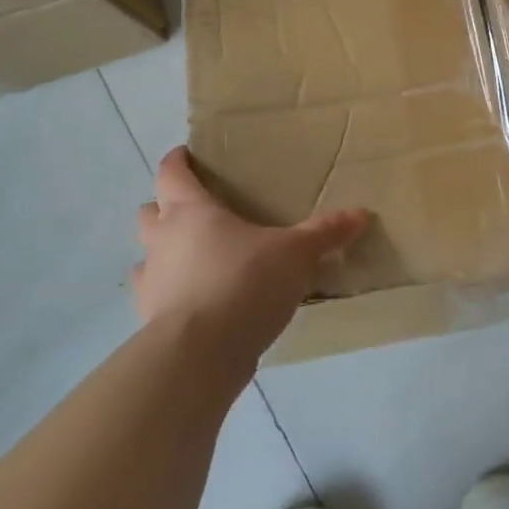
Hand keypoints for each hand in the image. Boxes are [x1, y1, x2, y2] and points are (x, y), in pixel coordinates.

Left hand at [133, 148, 369, 368]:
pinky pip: (155, 295)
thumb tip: (360, 213)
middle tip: (197, 212)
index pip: (171, 173)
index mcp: (191, 211)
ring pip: (147, 254)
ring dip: (165, 252)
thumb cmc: (244, 283)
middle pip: (149, 210)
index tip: (186, 155)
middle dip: (166, 207)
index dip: (177, 161)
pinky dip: (171, 293)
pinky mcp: (150, 318)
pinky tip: (197, 301)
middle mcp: (162, 240)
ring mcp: (151, 281)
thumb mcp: (295, 254)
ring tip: (196, 260)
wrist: (200, 352)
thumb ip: (324, 233)